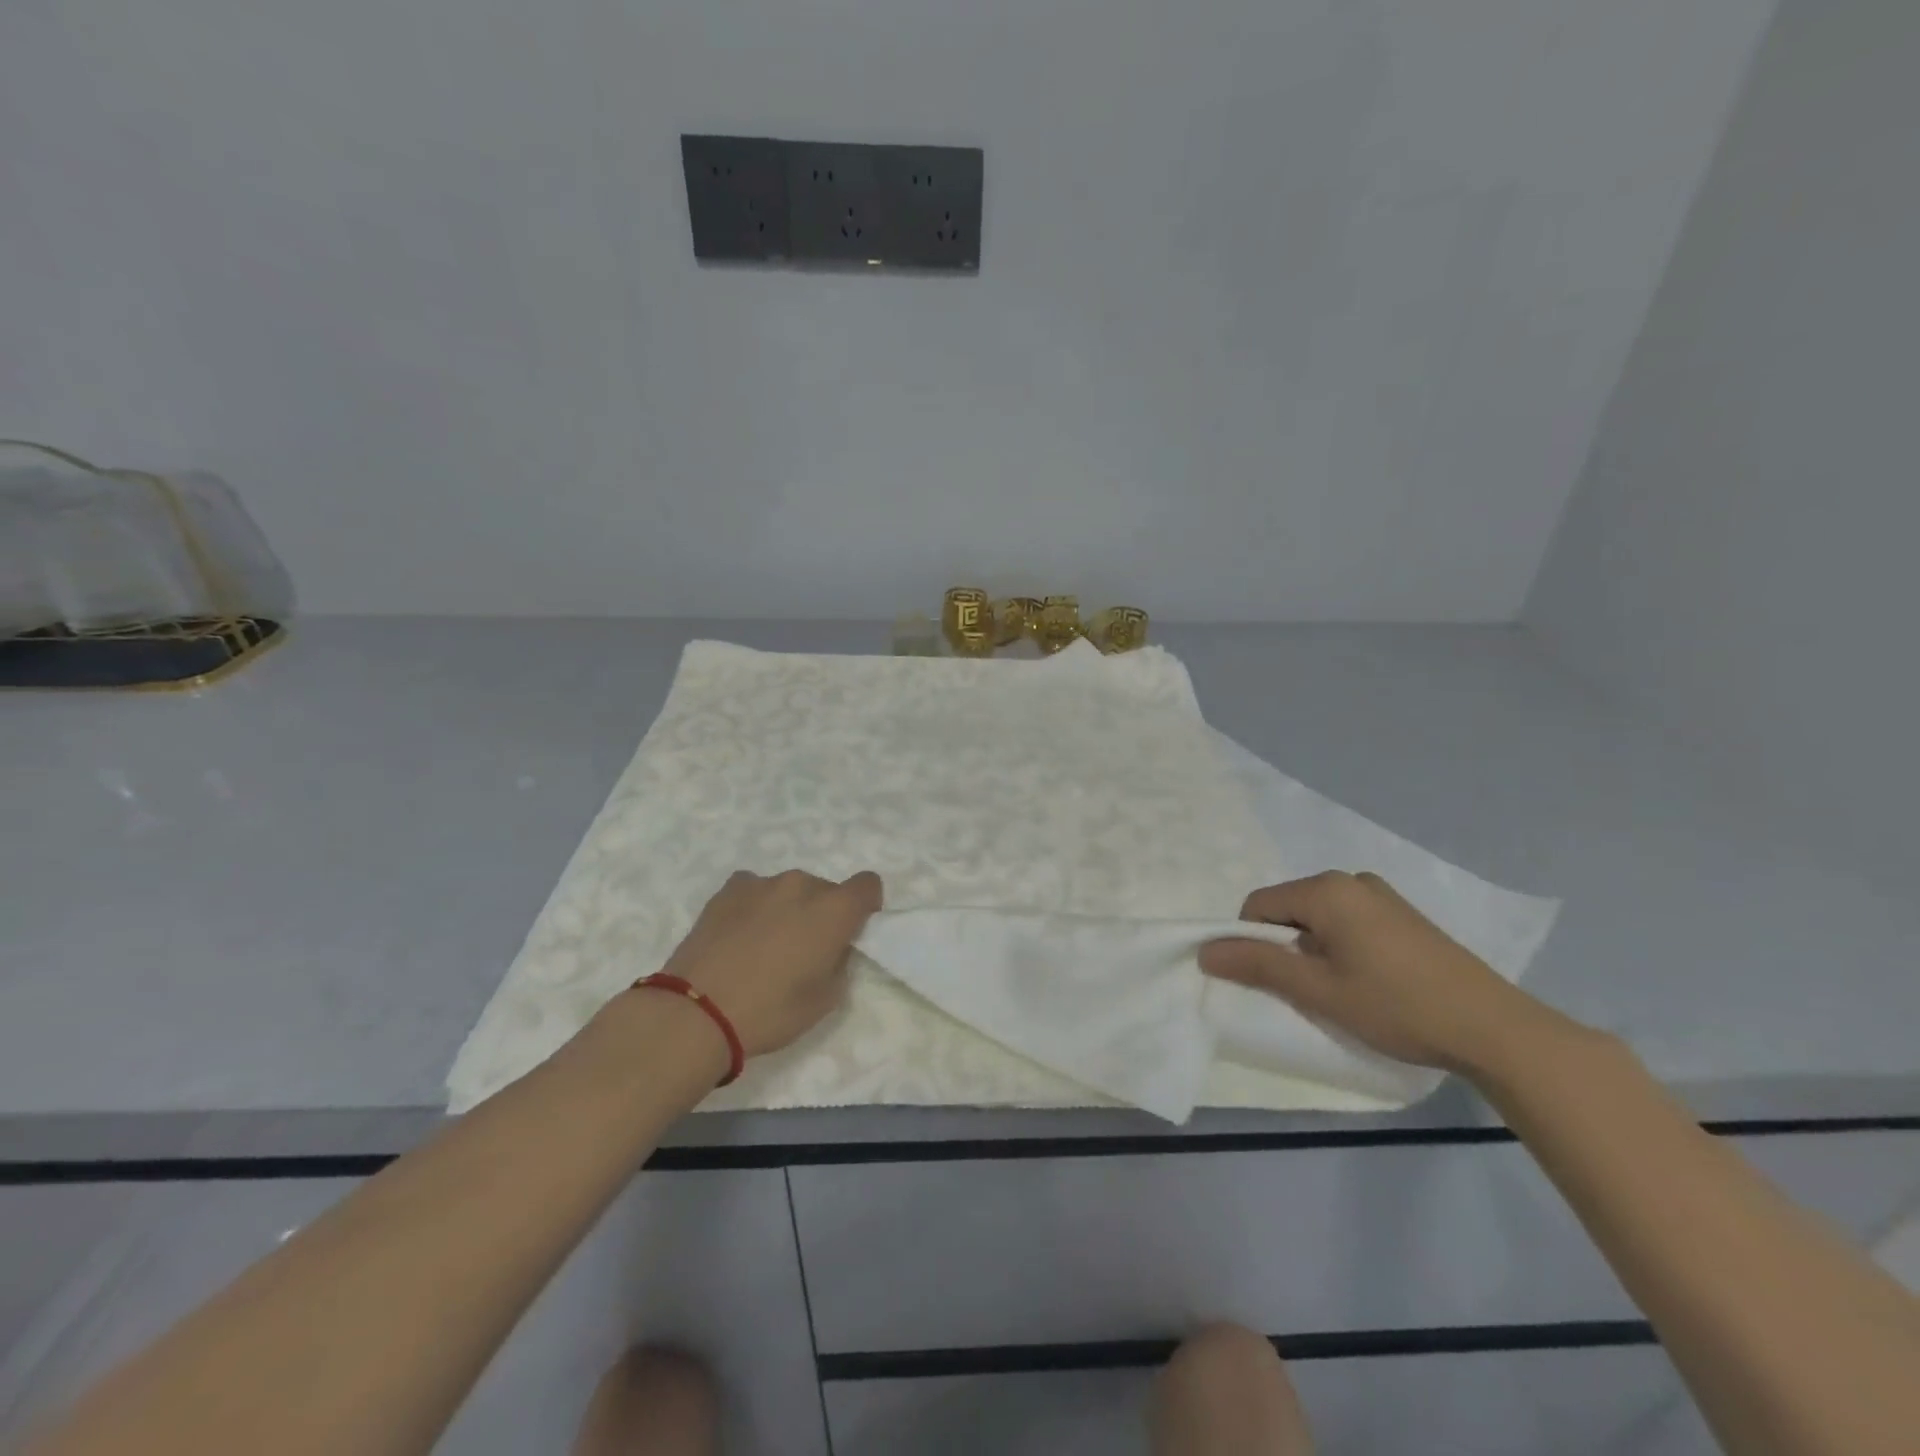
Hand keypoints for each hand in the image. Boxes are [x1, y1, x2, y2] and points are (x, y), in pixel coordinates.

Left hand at [659, 868, 883, 1058]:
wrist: (697, 1012)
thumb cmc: (771, 1011)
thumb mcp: (825, 1000)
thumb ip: (839, 963)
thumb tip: (831, 949)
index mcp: (834, 910)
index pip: (868, 884)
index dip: (865, 906)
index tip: (851, 931)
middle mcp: (802, 885)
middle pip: (826, 889)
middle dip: (822, 913)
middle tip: (803, 950)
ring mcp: (763, 882)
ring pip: (789, 890)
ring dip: (788, 909)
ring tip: (764, 946)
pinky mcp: (729, 889)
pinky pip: (755, 890)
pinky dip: (755, 906)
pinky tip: (739, 935)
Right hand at [1198, 871, 1557, 1073]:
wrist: (1494, 1028)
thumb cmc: (1396, 1006)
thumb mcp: (1318, 991)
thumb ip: (1258, 965)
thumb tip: (1205, 951)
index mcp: (1326, 889)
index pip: (1257, 906)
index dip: (1253, 943)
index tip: (1276, 983)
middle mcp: (1350, 879)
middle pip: (1289, 908)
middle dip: (1286, 946)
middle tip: (1310, 990)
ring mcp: (1381, 895)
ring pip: (1319, 917)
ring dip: (1314, 949)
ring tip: (1343, 989)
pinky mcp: (1403, 915)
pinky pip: (1348, 920)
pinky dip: (1341, 946)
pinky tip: (1370, 981)